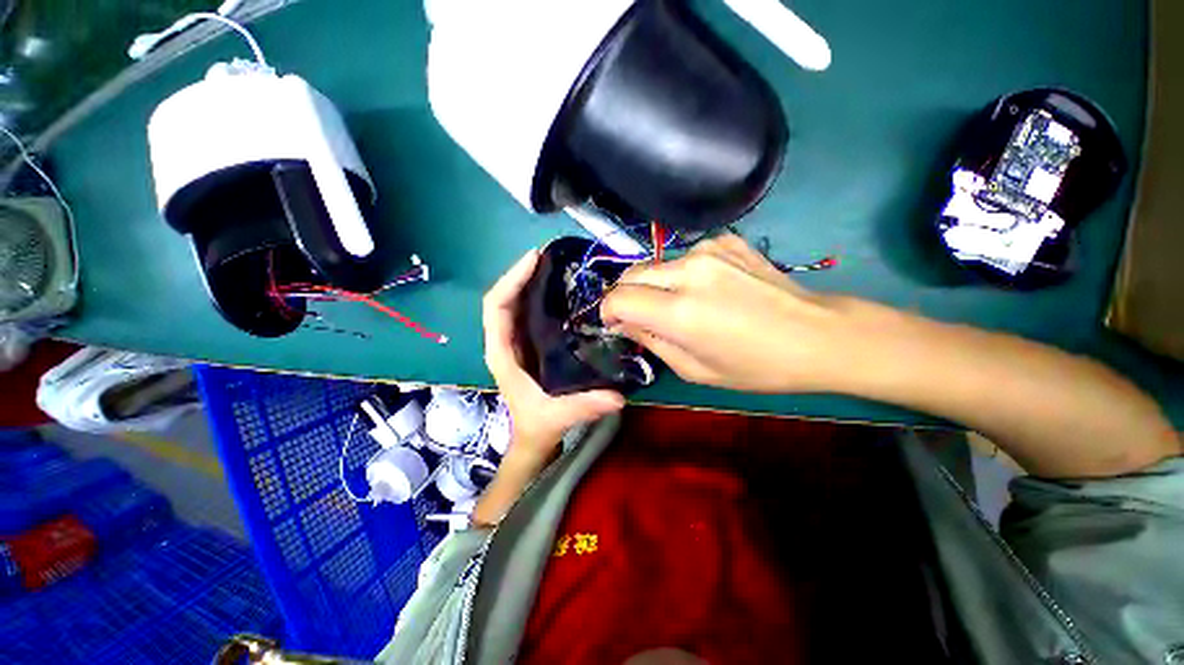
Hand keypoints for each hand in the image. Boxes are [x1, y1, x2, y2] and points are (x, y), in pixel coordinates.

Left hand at [484, 249, 625, 458]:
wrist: (532, 438)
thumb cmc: (537, 426)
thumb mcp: (557, 417)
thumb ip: (583, 407)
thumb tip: (618, 396)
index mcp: (502, 353)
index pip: (496, 307)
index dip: (511, 279)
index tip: (534, 258)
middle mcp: (504, 341)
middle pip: (504, 297)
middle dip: (521, 274)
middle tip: (550, 255)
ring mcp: (515, 341)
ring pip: (515, 302)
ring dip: (529, 281)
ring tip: (556, 265)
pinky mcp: (528, 343)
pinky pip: (528, 311)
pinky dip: (538, 295)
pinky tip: (560, 289)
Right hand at [600, 234, 848, 393]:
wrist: (818, 335)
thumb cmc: (756, 366)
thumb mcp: (695, 370)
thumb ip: (651, 342)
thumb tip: (624, 324)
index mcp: (680, 311)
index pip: (618, 298)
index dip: (608, 311)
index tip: (615, 323)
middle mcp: (689, 271)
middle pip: (631, 273)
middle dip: (625, 295)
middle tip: (639, 316)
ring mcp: (709, 249)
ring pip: (656, 264)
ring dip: (655, 284)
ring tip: (678, 304)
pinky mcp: (726, 240)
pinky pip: (685, 256)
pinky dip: (683, 273)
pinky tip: (707, 288)